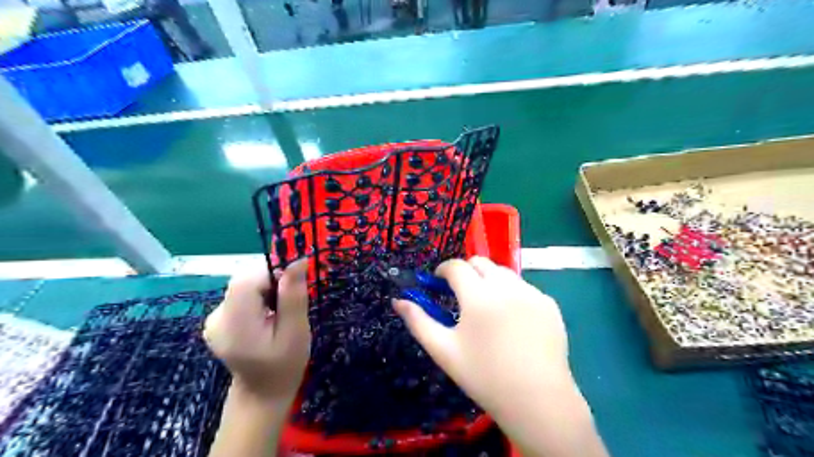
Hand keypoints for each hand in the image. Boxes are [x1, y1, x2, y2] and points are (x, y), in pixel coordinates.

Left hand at [203, 259, 311, 400]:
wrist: (262, 393)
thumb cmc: (285, 366)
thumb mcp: (296, 332)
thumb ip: (293, 296)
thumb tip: (298, 261)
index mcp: (234, 323)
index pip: (247, 280)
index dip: (273, 273)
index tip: (294, 286)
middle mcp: (217, 317)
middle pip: (244, 280)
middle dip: (271, 281)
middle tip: (289, 303)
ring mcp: (214, 319)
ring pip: (244, 285)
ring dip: (266, 289)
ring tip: (279, 312)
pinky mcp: (219, 319)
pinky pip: (241, 295)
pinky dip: (259, 296)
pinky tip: (268, 315)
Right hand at [390, 255, 566, 418]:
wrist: (537, 400)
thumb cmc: (483, 376)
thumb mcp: (443, 350)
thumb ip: (418, 321)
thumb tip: (398, 301)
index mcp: (478, 296)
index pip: (456, 266)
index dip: (443, 271)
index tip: (438, 283)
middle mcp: (507, 286)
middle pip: (480, 262)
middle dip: (466, 272)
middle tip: (461, 295)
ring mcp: (531, 293)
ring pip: (503, 273)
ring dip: (489, 281)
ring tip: (487, 309)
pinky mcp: (549, 304)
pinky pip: (524, 288)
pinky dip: (512, 294)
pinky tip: (513, 321)